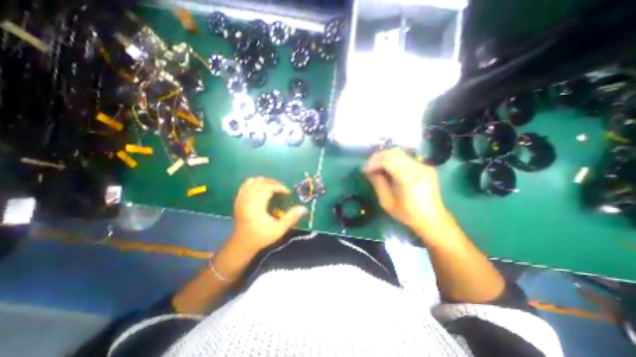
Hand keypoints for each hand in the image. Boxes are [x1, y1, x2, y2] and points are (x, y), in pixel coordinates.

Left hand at [231, 177, 308, 251]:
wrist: (242, 244)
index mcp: (256, 204)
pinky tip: (262, 190)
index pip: (268, 186)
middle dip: (274, 183)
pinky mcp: (238, 199)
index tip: (287, 193)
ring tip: (273, 189)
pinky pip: (246, 184)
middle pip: (261, 181)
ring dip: (265, 182)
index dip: (280, 187)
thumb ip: (291, 218)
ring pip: (253, 181)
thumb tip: (304, 208)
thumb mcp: (279, 229)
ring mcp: (241, 198)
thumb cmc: (261, 237)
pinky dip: (256, 183)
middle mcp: (247, 198)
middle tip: (282, 190)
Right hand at [363, 150, 445, 235]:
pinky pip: (406, 158)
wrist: (432, 219)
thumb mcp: (386, 201)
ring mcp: (424, 165)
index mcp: (409, 178)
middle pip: (394, 153)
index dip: (373, 162)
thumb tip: (368, 170)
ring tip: (377, 167)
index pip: (388, 160)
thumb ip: (377, 182)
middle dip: (378, 158)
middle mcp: (418, 167)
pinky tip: (389, 169)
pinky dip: (394, 160)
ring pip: (400, 153)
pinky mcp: (426, 166)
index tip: (365, 170)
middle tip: (369, 167)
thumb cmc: (407, 214)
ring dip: (385, 158)